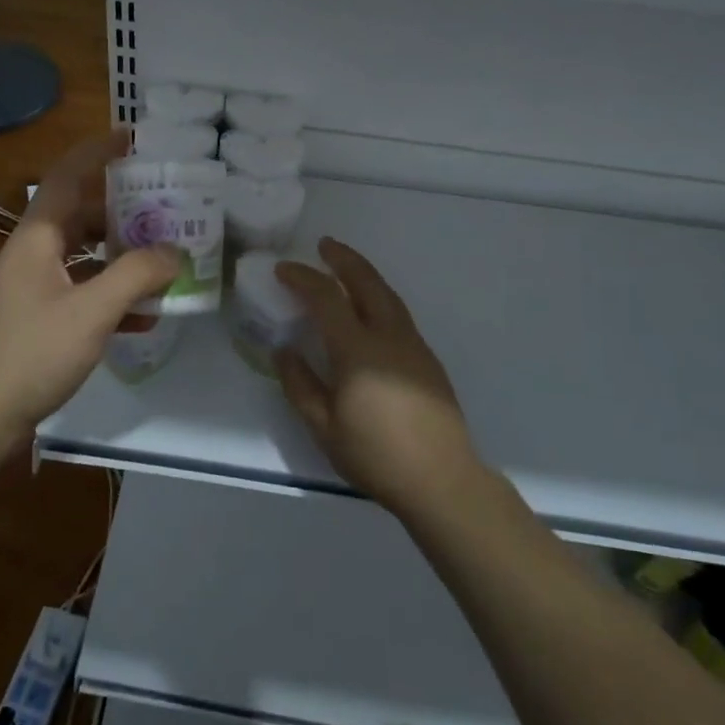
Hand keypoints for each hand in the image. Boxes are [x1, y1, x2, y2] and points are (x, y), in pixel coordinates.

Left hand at [0, 133, 179, 450]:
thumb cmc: (29, 354)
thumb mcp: (90, 312)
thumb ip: (135, 277)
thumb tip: (174, 252)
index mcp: (36, 238)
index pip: (66, 177)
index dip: (96, 152)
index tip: (131, 138)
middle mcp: (31, 255)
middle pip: (79, 217)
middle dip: (121, 211)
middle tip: (164, 208)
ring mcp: (30, 290)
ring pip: (82, 258)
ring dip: (120, 257)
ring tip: (163, 258)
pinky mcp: (34, 322)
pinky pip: (79, 294)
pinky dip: (110, 297)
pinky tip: (142, 317)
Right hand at [275, 238, 481, 517]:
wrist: (441, 479)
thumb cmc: (375, 455)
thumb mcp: (323, 427)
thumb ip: (300, 384)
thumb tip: (283, 350)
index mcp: (358, 350)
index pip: (327, 298)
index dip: (303, 278)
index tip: (283, 270)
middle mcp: (389, 336)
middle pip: (366, 282)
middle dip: (343, 259)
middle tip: (324, 245)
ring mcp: (413, 345)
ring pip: (388, 294)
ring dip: (364, 274)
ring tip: (346, 267)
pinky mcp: (427, 359)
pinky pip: (398, 312)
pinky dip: (379, 296)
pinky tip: (370, 309)